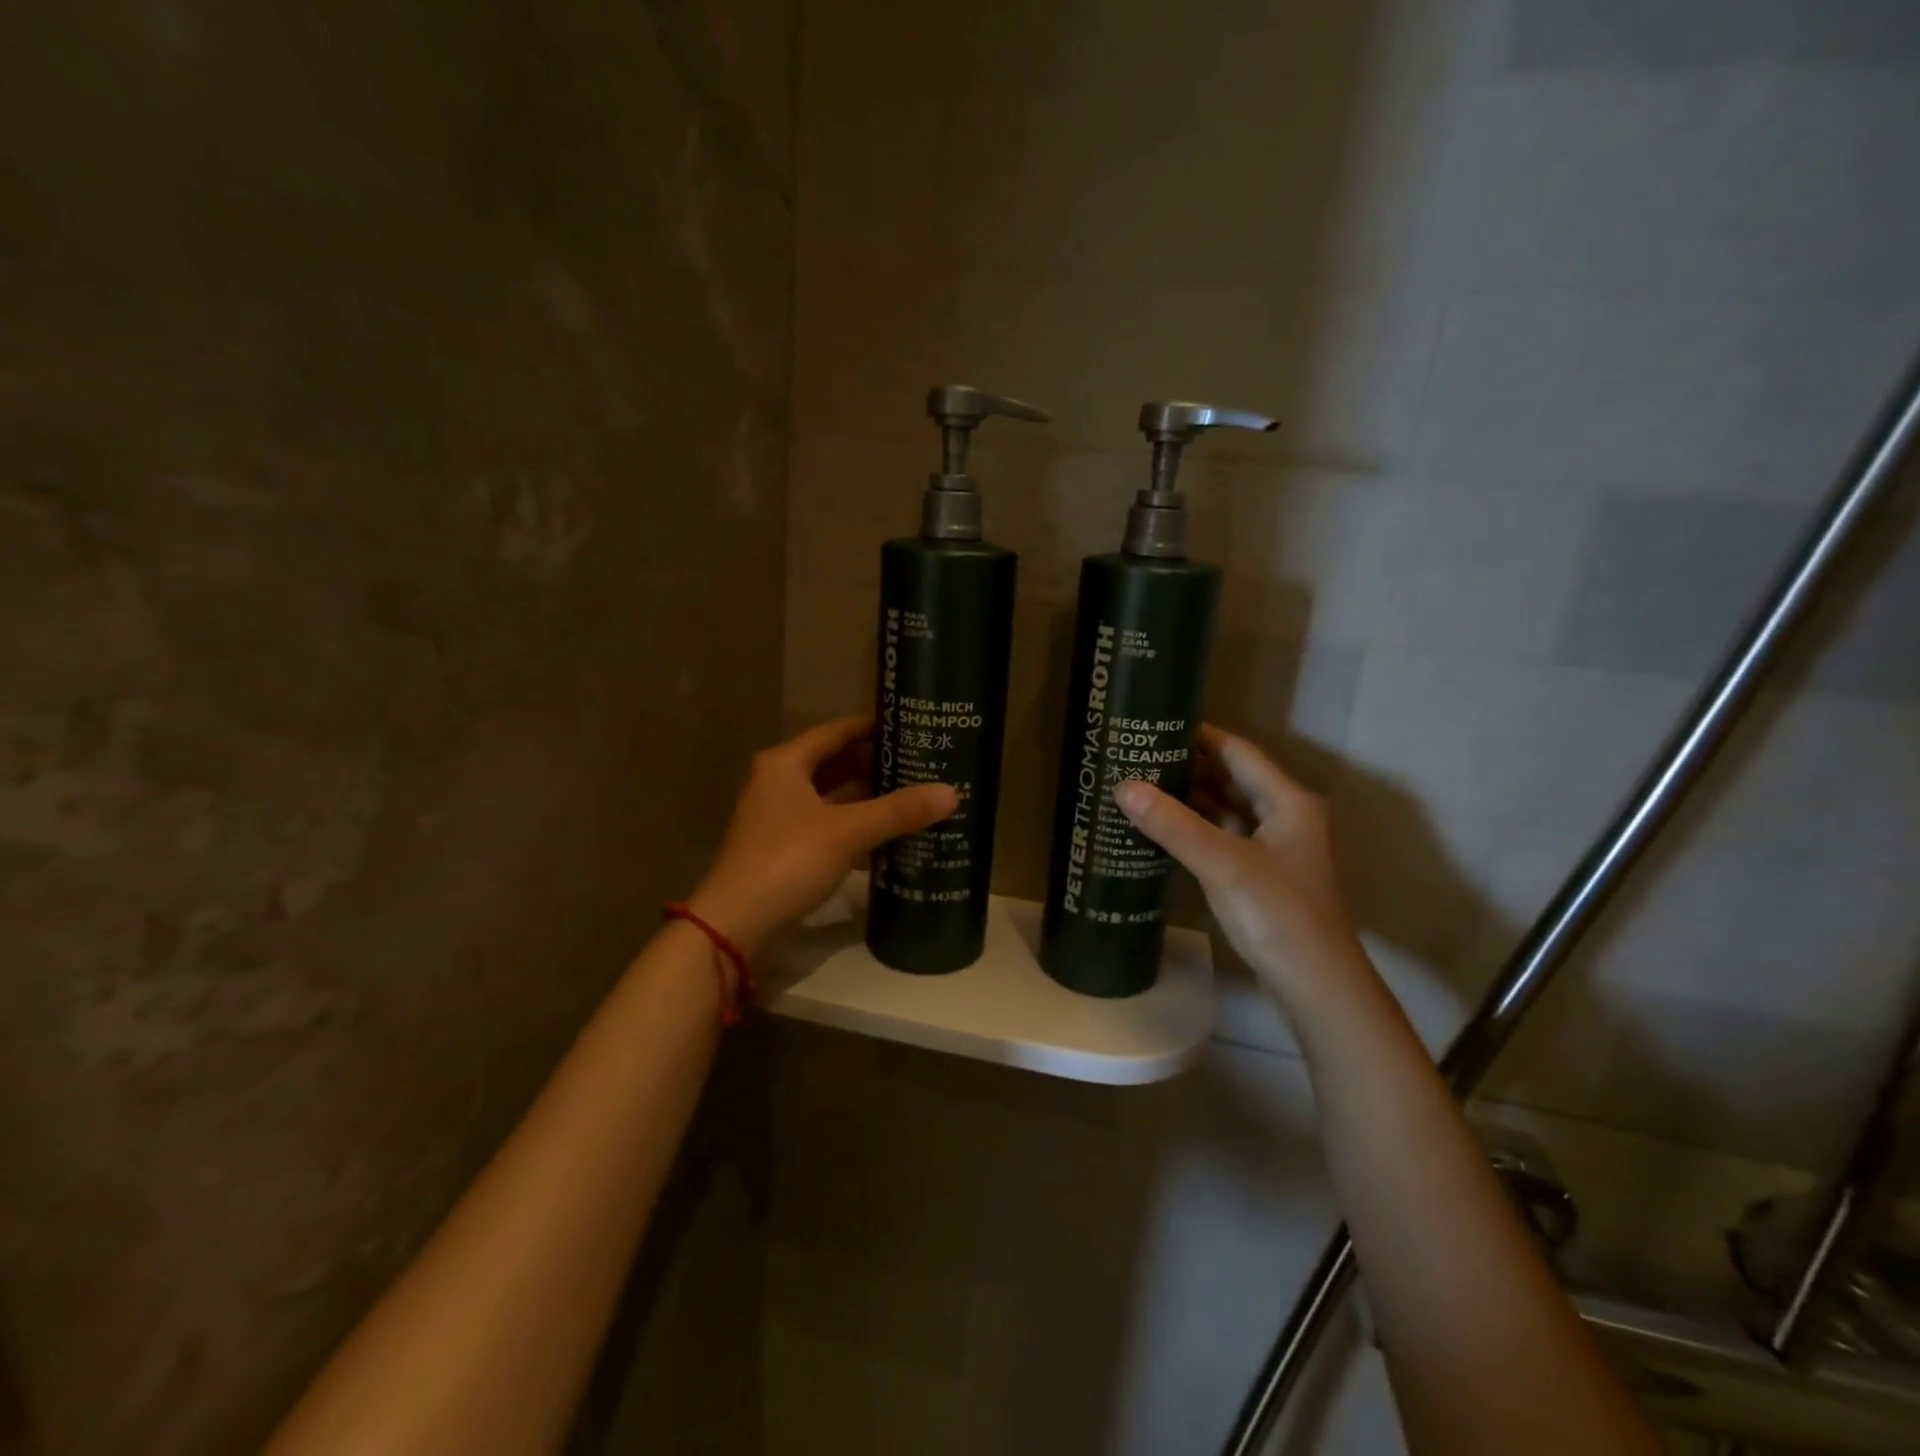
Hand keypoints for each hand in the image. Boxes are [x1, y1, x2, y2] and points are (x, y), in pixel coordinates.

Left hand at [690, 716, 957, 956]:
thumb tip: (951, 793)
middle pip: (835, 764)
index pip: (836, 731)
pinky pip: (828, 827)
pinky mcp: (784, 849)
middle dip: (876, 765)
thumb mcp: (848, 831)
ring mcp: (779, 818)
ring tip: (914, 797)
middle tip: (921, 763)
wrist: (736, 923)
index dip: (872, 727)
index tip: (910, 726)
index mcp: (786, 763)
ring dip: (868, 799)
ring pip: (833, 798)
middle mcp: (779, 783)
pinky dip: (855, 828)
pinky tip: (889, 837)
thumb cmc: (788, 860)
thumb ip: (899, 811)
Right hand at [1114, 725, 1370, 1016]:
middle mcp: (1283, 816)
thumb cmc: (1278, 914)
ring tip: (1140, 784)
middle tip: (1138, 755)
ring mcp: (1272, 847)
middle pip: (1231, 778)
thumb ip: (1174, 825)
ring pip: (1225, 809)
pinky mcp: (1259, 874)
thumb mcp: (1223, 864)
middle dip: (1187, 766)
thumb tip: (1123, 786)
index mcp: (1287, 802)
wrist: (1316, 985)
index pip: (1238, 752)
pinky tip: (1160, 827)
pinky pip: (1221, 836)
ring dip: (1188, 798)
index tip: (1156, 723)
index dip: (1199, 735)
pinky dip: (1194, 828)